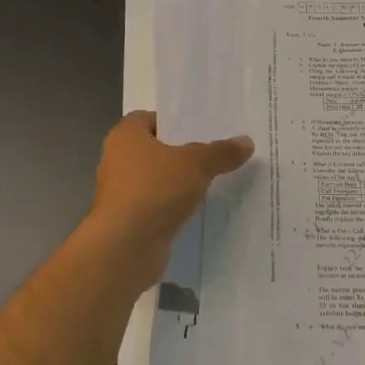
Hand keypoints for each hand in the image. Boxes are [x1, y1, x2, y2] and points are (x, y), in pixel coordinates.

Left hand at [86, 111, 252, 282]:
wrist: (125, 246)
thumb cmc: (155, 190)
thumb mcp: (197, 164)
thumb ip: (221, 152)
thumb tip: (247, 142)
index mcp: (126, 137)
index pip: (148, 118)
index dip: (173, 122)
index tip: (201, 129)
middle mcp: (117, 161)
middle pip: (154, 150)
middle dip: (181, 152)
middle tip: (214, 153)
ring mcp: (121, 193)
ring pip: (156, 179)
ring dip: (178, 182)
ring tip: (212, 181)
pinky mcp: (128, 220)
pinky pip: (156, 205)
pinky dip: (172, 206)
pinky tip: (197, 209)